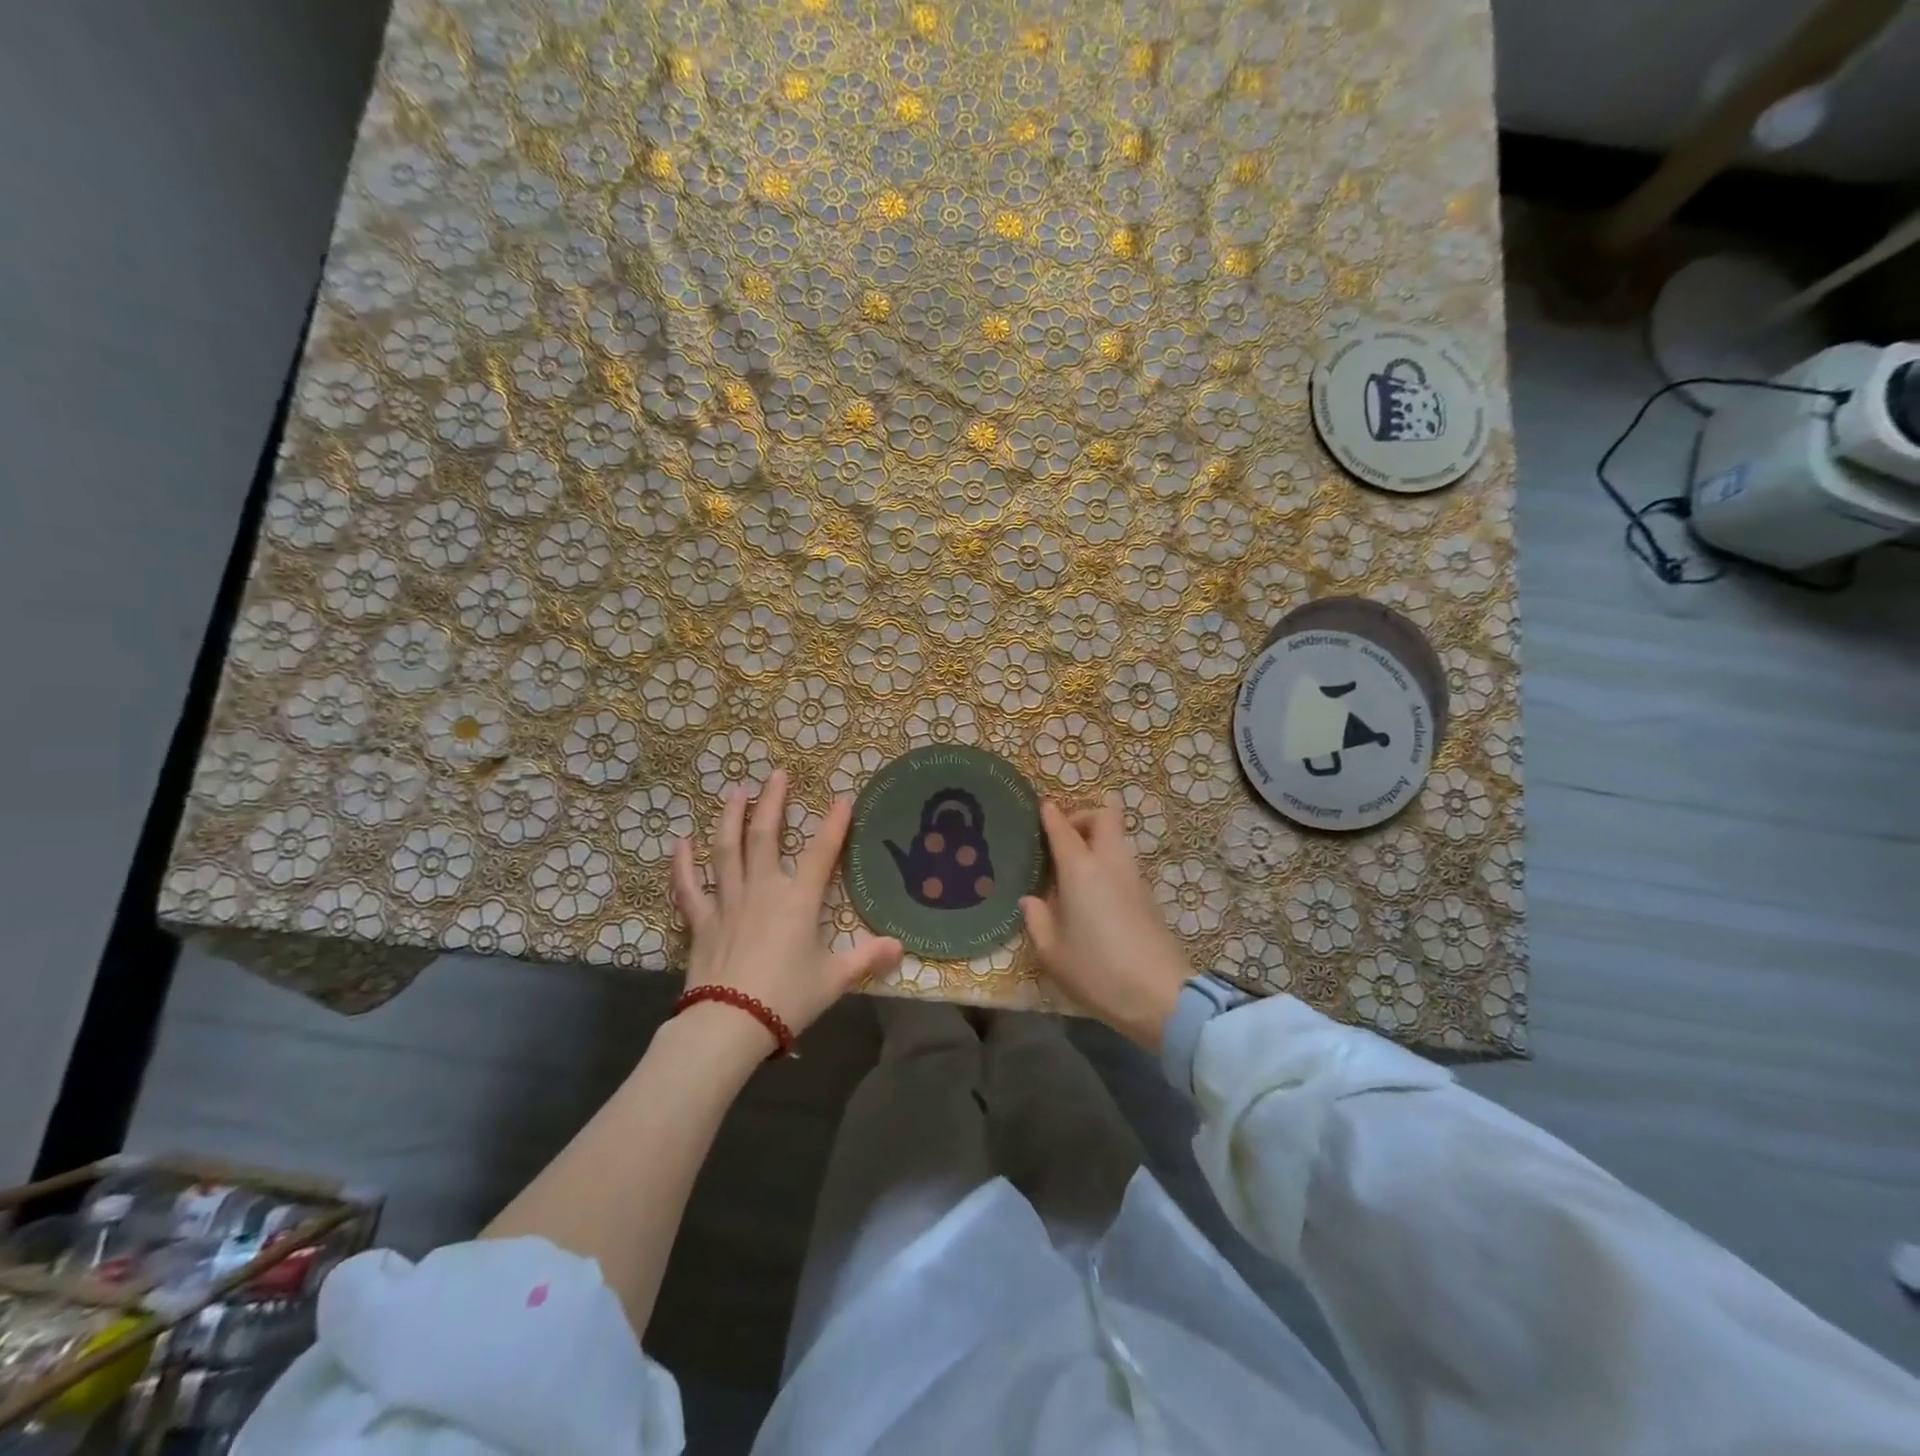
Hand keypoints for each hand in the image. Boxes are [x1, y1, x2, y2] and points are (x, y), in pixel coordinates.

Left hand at [670, 769, 901, 1052]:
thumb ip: (867, 958)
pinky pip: (689, 887)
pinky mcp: (701, 922)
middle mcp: (763, 891)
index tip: (843, 799)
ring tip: (735, 792)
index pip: (823, 853)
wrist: (730, 1024)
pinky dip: (683, 864)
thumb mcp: (834, 979)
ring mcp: (728, 902)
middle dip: (773, 803)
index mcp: (798, 901)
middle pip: (765, 837)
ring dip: (731, 818)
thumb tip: (900, 947)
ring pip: (726, 851)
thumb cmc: (787, 998)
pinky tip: (681, 841)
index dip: (834, 824)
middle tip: (776, 775)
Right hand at [1020, 793, 1194, 1051]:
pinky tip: (1091, 892)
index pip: (1064, 829)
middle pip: (1104, 817)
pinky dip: (1107, 862)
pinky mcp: (1147, 897)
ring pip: (1117, 839)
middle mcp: (1109, 864)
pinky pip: (1123, 863)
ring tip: (1073, 866)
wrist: (1161, 995)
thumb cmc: (1097, 971)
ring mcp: (1133, 878)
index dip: (1051, 815)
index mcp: (1080, 870)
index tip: (1042, 807)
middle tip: (1064, 837)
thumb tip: (1031, 900)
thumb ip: (1037, 919)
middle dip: (1083, 816)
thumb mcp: (1052, 952)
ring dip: (1097, 840)